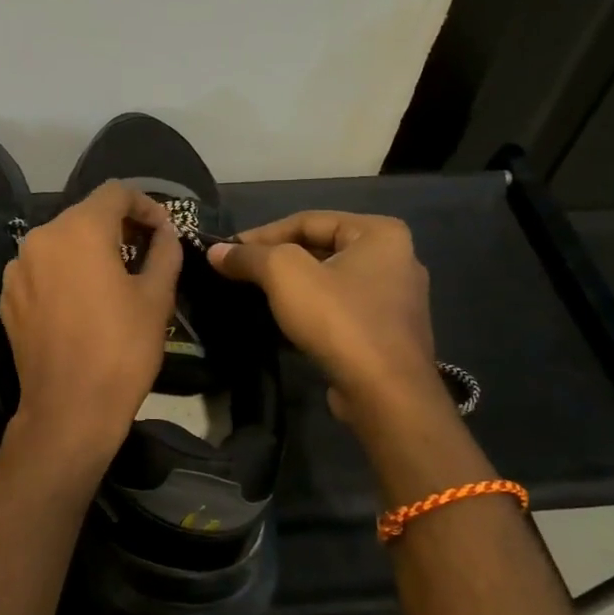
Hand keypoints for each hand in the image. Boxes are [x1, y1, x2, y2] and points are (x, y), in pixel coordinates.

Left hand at [0, 181, 182, 465]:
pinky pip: (41, 268)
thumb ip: (164, 251)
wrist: (68, 409)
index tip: (162, 230)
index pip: (115, 192)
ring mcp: (17, 267)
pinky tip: (81, 302)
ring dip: (88, 249)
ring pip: (60, 241)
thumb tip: (164, 231)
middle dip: (117, 226)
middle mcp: (41, 237)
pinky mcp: (7, 296)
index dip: (145, 204)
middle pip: (84, 214)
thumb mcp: (156, 297)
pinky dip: (63, 272)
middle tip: (144, 253)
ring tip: (113, 278)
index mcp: (78, 229)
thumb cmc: (121, 349)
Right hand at [208, 212, 443, 421]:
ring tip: (254, 296)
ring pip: (329, 281)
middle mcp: (397, 259)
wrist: (385, 394)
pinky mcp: (388, 334)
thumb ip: (249, 256)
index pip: (308, 221)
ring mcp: (396, 300)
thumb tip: (216, 252)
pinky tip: (283, 323)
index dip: (262, 234)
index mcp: (380, 233)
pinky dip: (311, 311)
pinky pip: (340, 310)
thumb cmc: (339, 320)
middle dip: (277, 260)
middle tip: (239, 273)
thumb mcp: (284, 275)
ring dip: (292, 287)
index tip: (229, 252)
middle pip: (320, 249)